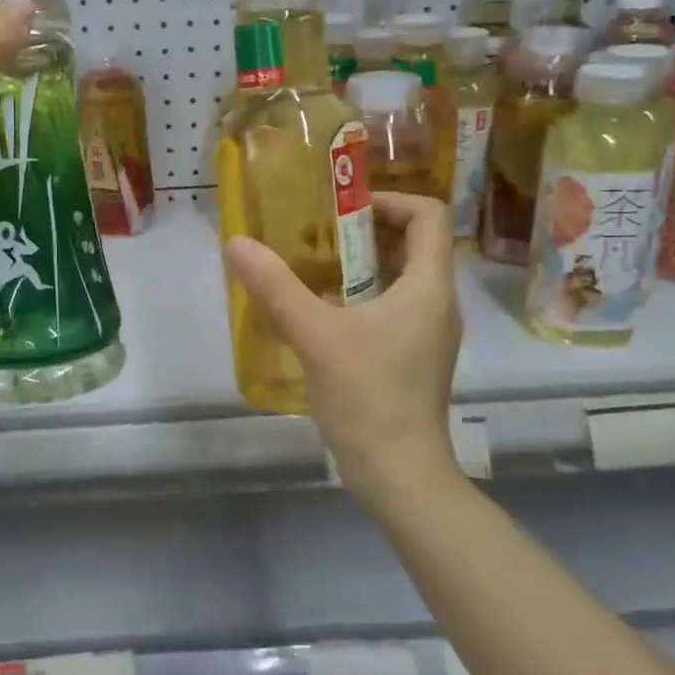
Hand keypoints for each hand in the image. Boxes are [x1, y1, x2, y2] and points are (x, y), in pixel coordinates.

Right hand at [221, 193, 463, 511]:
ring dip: (360, 265)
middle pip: (413, 243)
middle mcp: (437, 303)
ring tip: (313, 269)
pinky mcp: (414, 357)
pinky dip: (361, 296)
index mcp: (428, 287)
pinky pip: (393, 306)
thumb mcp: (314, 335)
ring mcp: (428, 333)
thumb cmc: (367, 396)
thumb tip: (236, 244)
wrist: (398, 473)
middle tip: (317, 236)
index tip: (343, 210)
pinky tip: (321, 313)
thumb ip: (275, 286)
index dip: (389, 200)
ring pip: (401, 277)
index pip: (428, 215)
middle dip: (365, 232)